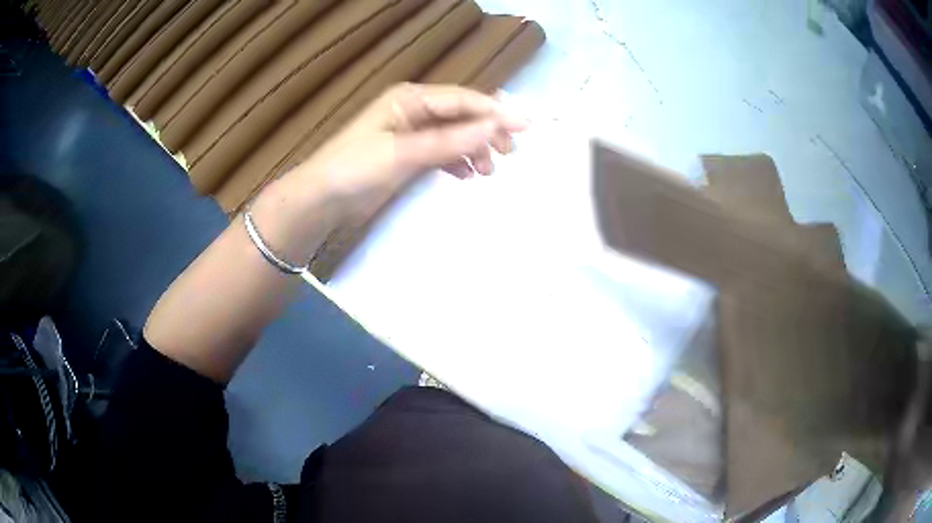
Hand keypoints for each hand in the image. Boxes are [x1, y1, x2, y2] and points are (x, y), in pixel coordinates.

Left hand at [287, 83, 528, 216]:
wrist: (321, 201)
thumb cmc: (356, 169)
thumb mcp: (404, 152)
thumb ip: (450, 140)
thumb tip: (496, 128)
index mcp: (410, 99)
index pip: (463, 100)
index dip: (495, 112)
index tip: (527, 126)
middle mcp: (414, 111)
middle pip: (462, 115)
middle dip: (488, 131)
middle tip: (510, 153)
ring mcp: (411, 133)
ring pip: (455, 135)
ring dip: (474, 149)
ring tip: (488, 171)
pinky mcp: (408, 155)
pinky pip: (443, 152)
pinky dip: (457, 161)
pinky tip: (466, 175)